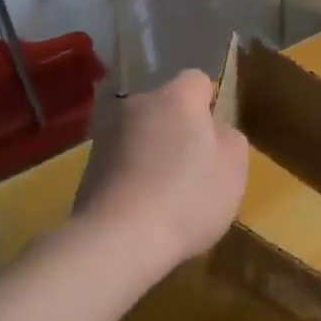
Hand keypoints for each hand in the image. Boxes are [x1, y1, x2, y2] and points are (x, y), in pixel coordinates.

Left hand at [74, 70, 248, 269]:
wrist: (117, 239)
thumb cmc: (187, 197)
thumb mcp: (233, 169)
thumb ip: (230, 140)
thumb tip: (215, 132)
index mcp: (177, 97)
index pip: (197, 81)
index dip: (209, 106)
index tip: (214, 140)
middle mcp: (138, 104)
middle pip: (166, 108)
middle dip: (178, 130)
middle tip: (194, 169)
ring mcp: (107, 133)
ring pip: (141, 134)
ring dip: (152, 153)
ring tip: (165, 195)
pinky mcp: (87, 165)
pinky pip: (121, 161)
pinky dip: (132, 175)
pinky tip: (141, 208)